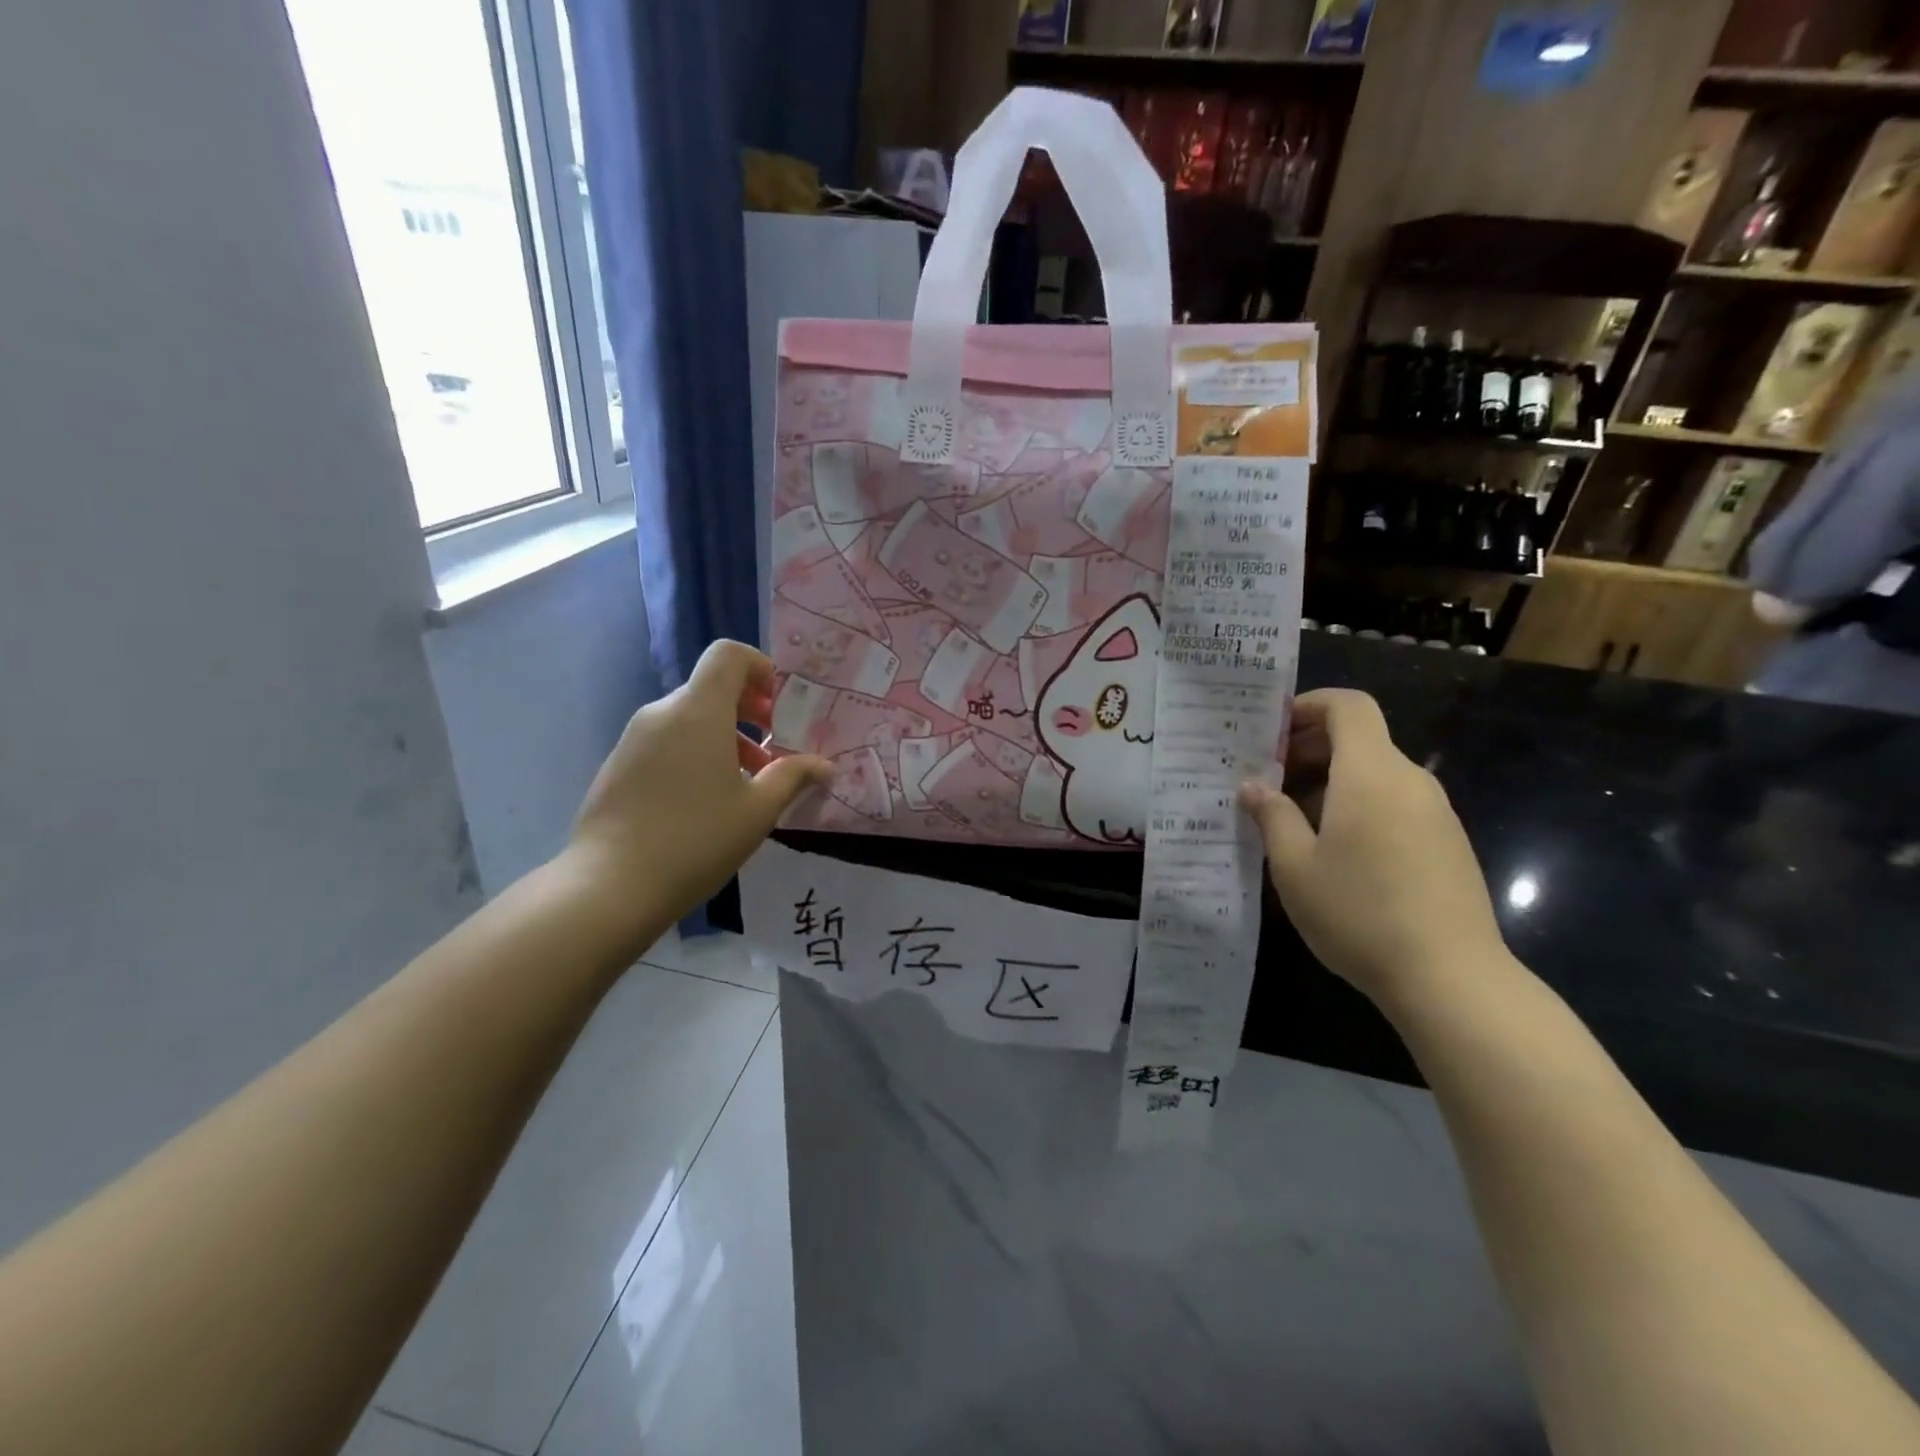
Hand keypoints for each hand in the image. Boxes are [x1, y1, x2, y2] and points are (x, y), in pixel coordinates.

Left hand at [563, 640, 831, 949]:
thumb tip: (825, 766)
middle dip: (749, 711)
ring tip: (749, 781)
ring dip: (725, 736)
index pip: (728, 655)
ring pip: (689, 718)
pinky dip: (695, 752)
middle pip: (711, 688)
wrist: (611, 886)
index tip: (779, 707)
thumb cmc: (696, 840)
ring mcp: (634, 738)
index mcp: (698, 711)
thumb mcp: (758, 810)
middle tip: (775, 748)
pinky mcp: (619, 765)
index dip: (760, 668)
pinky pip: (666, 741)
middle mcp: (662, 713)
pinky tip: (707, 800)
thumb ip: (794, 777)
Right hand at [1240, 689, 1506, 1007]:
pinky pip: (1394, 804)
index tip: (1272, 732)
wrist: (1452, 979)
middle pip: (1360, 739)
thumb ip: (1272, 815)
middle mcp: (1410, 781)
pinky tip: (1334, 852)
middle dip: (1310, 749)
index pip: (1348, 707)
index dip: (1308, 705)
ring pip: (1376, 775)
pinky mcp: (1447, 843)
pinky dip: (1358, 806)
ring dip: (1331, 782)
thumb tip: (1254, 786)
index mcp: (1371, 774)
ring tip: (1291, 822)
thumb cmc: (1359, 912)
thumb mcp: (1294, 865)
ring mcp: (1435, 813)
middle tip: (1267, 781)